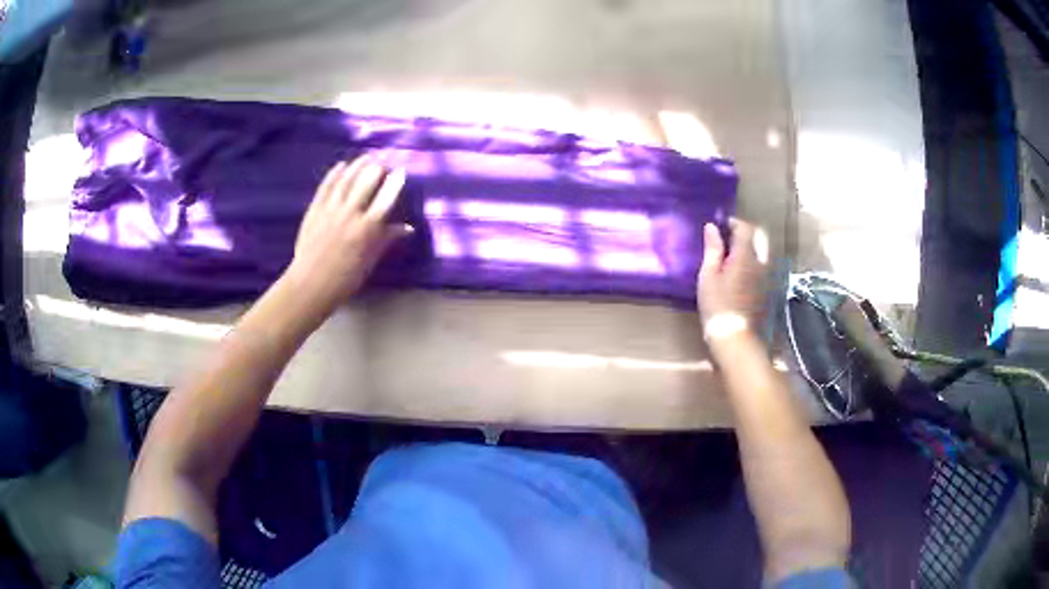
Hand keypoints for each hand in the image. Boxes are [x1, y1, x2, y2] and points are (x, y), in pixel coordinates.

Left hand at [284, 157, 411, 313]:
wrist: (311, 284)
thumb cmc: (345, 278)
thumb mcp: (370, 261)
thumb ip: (387, 239)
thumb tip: (408, 228)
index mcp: (368, 228)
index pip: (386, 198)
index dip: (395, 182)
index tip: (402, 171)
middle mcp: (351, 213)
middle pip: (367, 182)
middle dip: (377, 169)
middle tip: (383, 162)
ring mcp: (331, 209)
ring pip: (347, 180)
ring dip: (357, 166)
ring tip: (366, 157)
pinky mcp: (315, 209)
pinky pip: (326, 186)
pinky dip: (334, 174)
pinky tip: (341, 165)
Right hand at [697, 219, 766, 341]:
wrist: (736, 337)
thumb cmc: (717, 305)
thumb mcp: (708, 276)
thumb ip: (713, 249)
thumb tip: (712, 227)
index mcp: (745, 255)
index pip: (745, 228)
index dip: (733, 223)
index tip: (721, 225)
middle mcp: (760, 262)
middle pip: (760, 237)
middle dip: (746, 232)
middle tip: (729, 238)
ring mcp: (766, 277)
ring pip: (763, 251)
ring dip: (751, 247)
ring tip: (733, 254)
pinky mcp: (767, 289)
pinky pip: (763, 266)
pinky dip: (754, 262)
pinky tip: (741, 272)